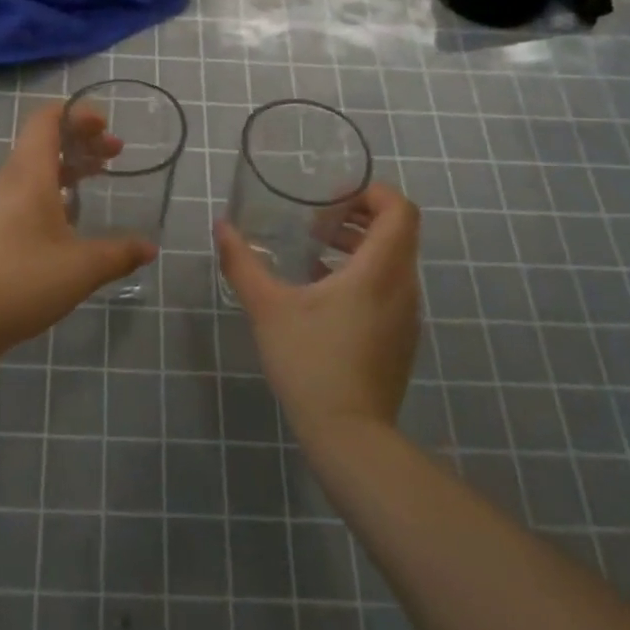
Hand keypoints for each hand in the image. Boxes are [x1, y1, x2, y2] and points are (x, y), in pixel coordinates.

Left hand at [0, 102, 156, 358]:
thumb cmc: (25, 280)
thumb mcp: (83, 267)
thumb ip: (120, 253)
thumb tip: (149, 248)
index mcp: (29, 174)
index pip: (47, 119)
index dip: (78, 114)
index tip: (106, 126)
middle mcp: (8, 179)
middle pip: (43, 141)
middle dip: (81, 141)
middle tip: (114, 155)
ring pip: (32, 167)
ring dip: (66, 166)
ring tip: (95, 181)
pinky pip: (20, 191)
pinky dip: (48, 188)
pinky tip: (65, 220)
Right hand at [214, 183, 420, 444]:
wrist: (350, 436)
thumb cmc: (310, 362)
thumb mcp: (267, 308)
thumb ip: (242, 262)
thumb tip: (222, 226)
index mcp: (379, 270)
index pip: (399, 210)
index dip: (372, 193)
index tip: (332, 200)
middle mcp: (403, 286)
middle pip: (397, 232)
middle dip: (358, 218)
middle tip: (316, 224)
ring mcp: (407, 316)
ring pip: (394, 262)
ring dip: (359, 248)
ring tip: (314, 255)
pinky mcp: (401, 339)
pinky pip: (390, 289)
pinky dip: (363, 276)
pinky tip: (323, 295)